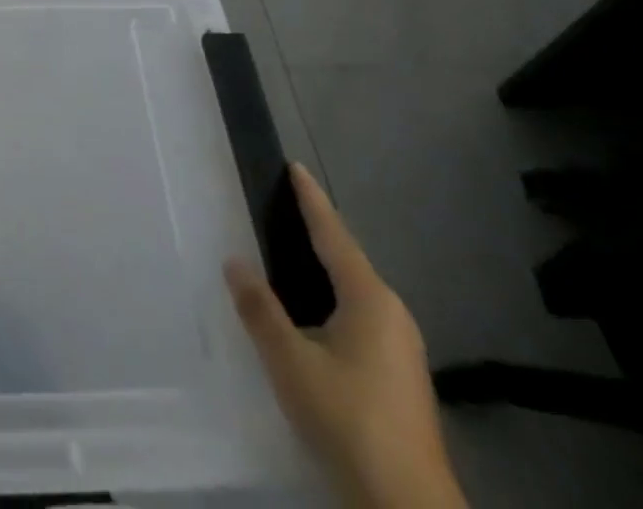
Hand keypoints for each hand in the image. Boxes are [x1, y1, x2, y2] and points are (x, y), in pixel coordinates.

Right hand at [225, 165, 465, 508]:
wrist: (408, 507)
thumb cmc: (347, 419)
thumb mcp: (290, 362)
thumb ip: (260, 309)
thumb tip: (234, 261)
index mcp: (369, 299)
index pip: (333, 234)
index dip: (312, 199)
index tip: (295, 167)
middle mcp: (392, 314)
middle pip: (347, 260)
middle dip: (316, 233)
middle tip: (282, 209)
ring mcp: (402, 348)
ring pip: (354, 293)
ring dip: (324, 270)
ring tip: (289, 256)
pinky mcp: (401, 377)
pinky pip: (361, 317)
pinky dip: (333, 300)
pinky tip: (312, 315)